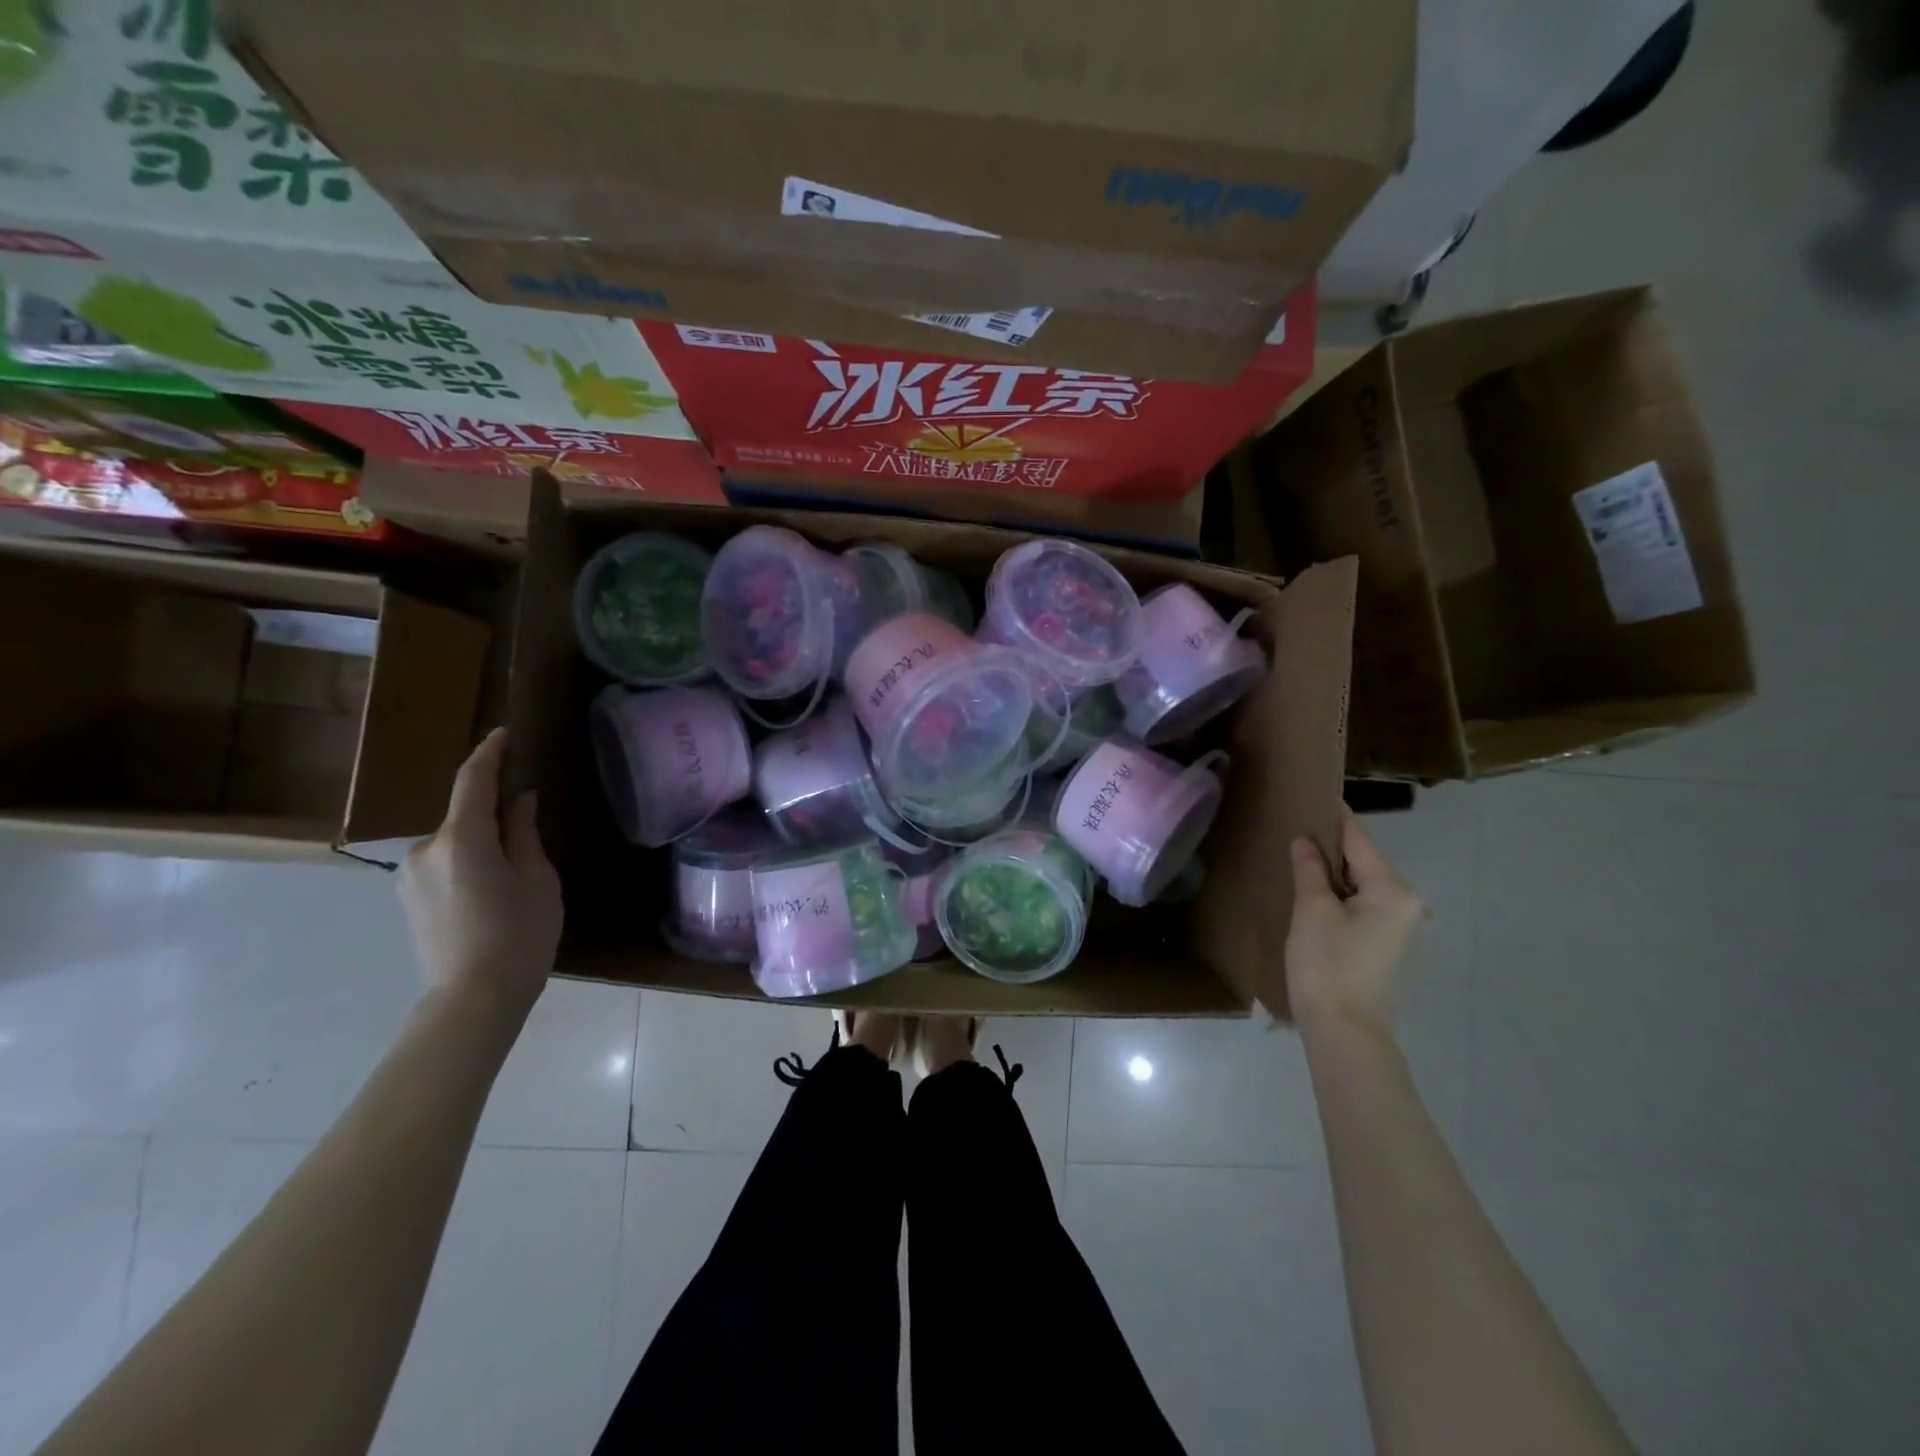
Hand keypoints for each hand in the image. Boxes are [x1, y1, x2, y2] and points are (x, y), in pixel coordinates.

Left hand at [399, 728, 561, 1027]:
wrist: (473, 1000)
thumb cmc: (519, 936)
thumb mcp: (538, 879)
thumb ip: (523, 833)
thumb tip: (518, 800)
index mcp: (462, 839)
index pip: (473, 781)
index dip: (489, 753)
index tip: (505, 734)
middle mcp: (426, 849)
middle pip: (465, 815)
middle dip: (494, 813)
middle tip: (530, 832)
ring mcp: (410, 875)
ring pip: (454, 842)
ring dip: (481, 843)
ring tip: (512, 876)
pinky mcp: (407, 899)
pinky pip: (443, 864)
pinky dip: (468, 863)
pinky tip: (490, 894)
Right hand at [1286, 808, 1425, 1036]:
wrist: (1345, 1032)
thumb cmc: (1327, 965)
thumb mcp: (1312, 910)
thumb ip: (1310, 869)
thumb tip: (1306, 841)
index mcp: (1393, 889)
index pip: (1359, 840)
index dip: (1335, 817)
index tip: (1315, 795)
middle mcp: (1409, 903)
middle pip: (1365, 863)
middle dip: (1333, 848)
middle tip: (1297, 832)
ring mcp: (1404, 928)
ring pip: (1365, 886)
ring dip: (1336, 875)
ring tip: (1302, 863)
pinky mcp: (1392, 947)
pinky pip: (1367, 907)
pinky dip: (1344, 897)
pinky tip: (1318, 899)